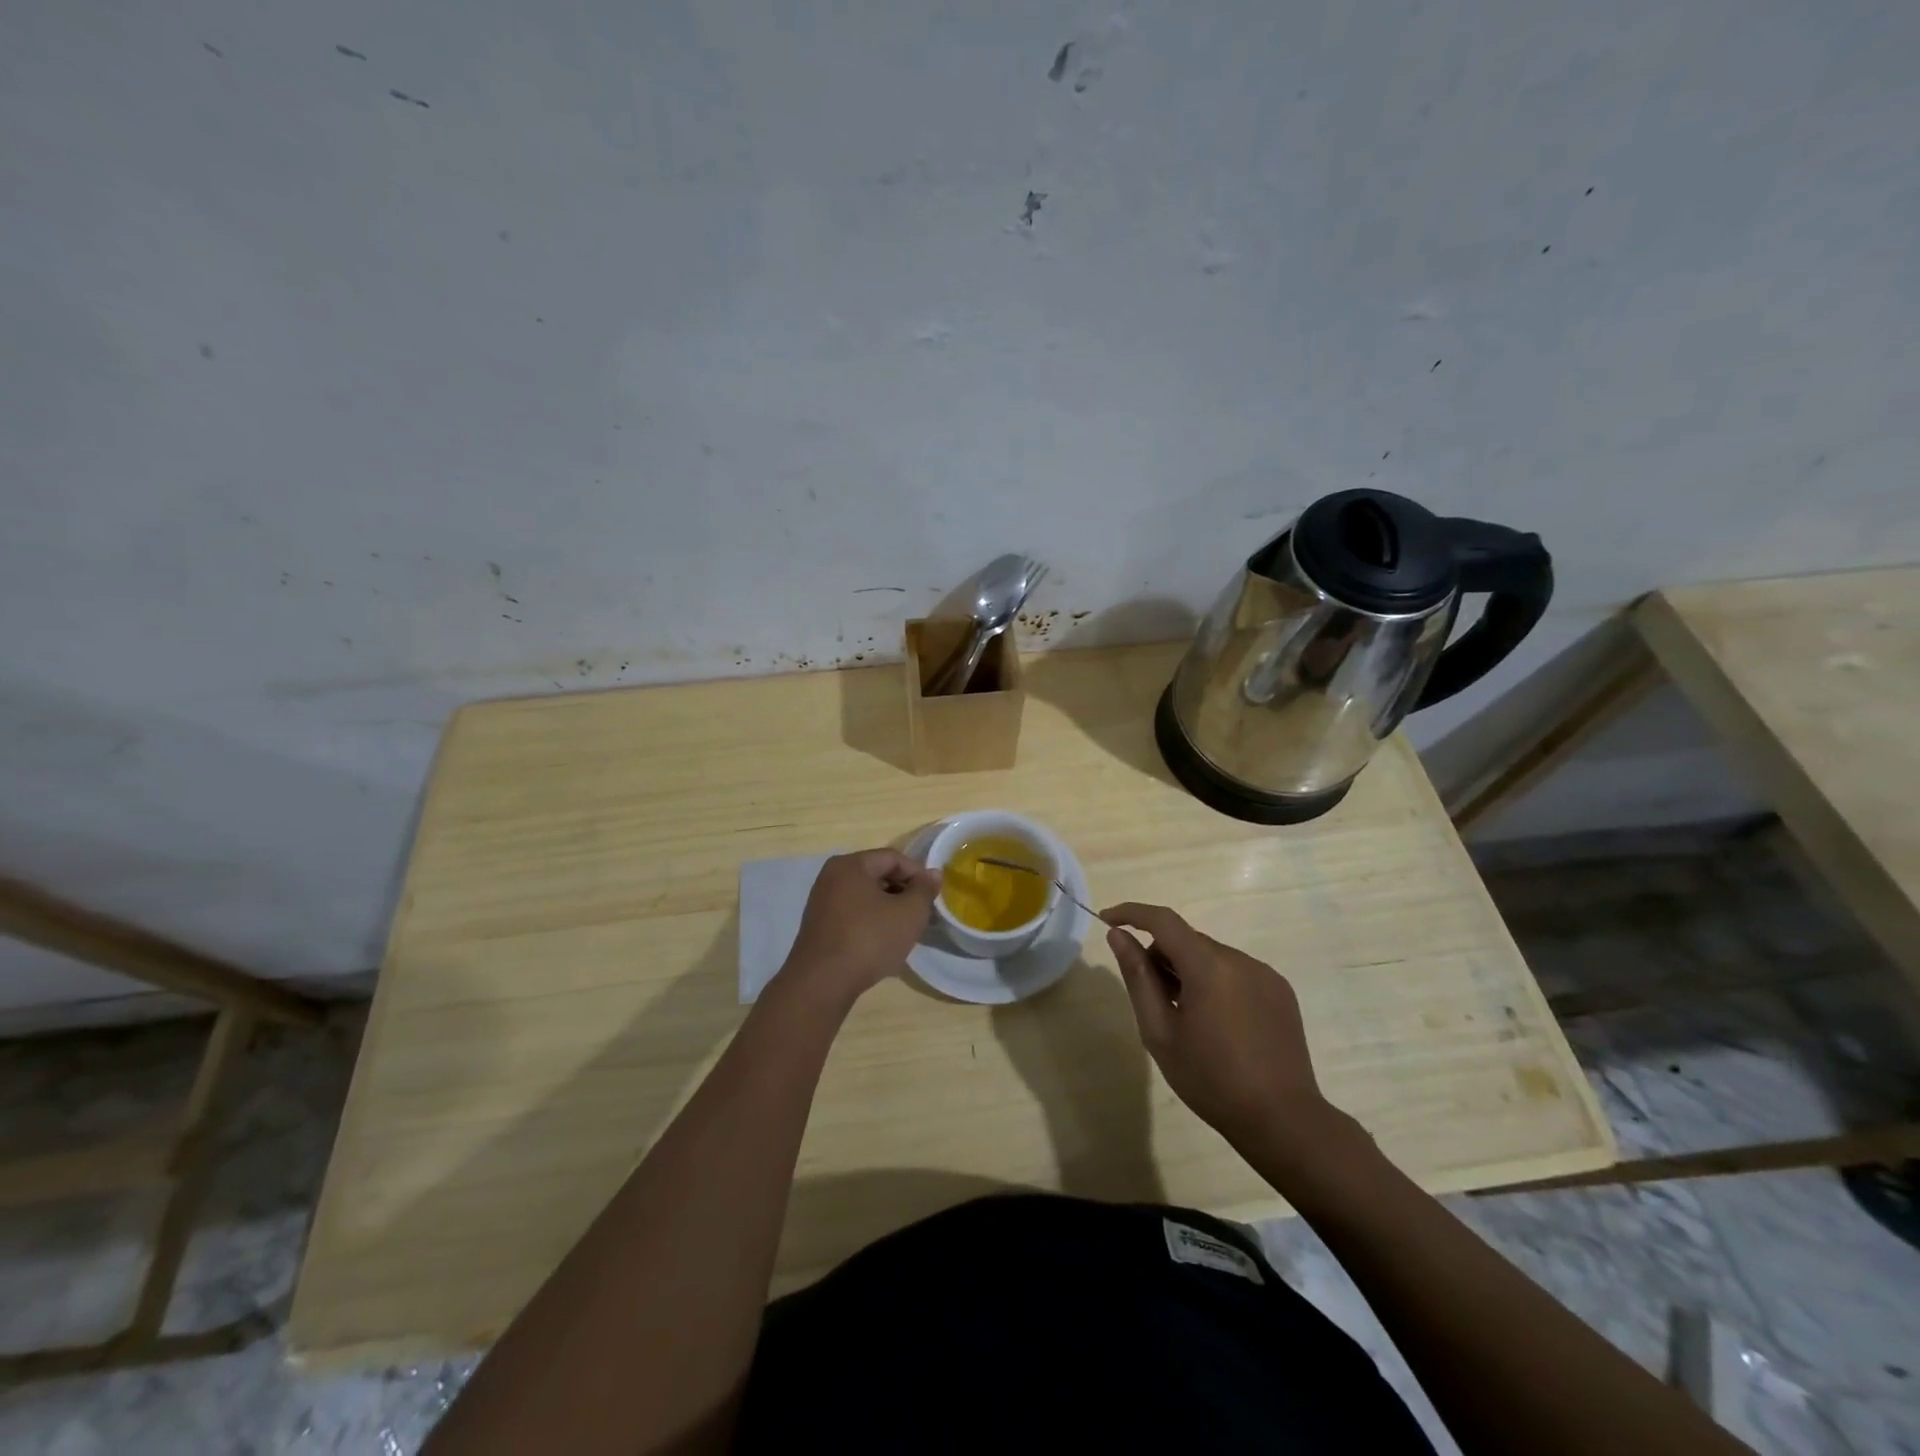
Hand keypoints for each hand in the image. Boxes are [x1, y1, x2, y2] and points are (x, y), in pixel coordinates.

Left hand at [781, 849, 940, 1006]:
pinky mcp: (819, 927)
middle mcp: (832, 877)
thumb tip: (933, 873)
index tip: (932, 896)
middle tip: (922, 914)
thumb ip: (924, 889)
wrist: (822, 983)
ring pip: (866, 898)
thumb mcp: (909, 913)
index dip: (918, 874)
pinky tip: (883, 945)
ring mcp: (822, 902)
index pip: (893, 858)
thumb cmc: (869, 939)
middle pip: (877, 875)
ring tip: (906, 931)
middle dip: (903, 892)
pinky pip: (853, 915)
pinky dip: (871, 923)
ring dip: (889, 910)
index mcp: (850, 865)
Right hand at [1102, 902, 1332, 1150]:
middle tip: (1149, 996)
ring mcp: (1264, 974)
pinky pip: (1236, 972)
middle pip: (1187, 940)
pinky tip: (1218, 1024)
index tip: (1108, 921)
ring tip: (1186, 1017)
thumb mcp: (1160, 1032)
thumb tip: (1119, 937)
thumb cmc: (1211, 1079)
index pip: (1163, 920)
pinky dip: (1216, 982)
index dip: (1131, 914)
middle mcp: (1240, 959)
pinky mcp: (1280, 991)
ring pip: (1212, 956)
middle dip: (1161, 955)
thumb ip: (1138, 977)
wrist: (1282, 1120)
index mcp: (1208, 966)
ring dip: (1189, 970)